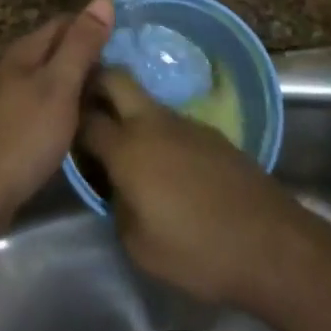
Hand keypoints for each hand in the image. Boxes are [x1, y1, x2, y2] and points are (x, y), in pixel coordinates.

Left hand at [0, 0, 115, 228]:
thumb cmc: (23, 136)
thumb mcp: (59, 86)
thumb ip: (81, 45)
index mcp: (25, 52)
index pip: (66, 22)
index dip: (96, 28)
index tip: (128, 44)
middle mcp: (14, 69)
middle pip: (58, 51)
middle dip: (90, 58)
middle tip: (128, 75)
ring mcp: (9, 100)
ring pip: (52, 80)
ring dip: (80, 85)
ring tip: (113, 99)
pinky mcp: (10, 128)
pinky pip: (45, 106)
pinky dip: (66, 109)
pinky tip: (83, 124)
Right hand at [78, 70, 315, 310]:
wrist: (270, 244)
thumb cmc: (197, 251)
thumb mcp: (138, 244)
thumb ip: (117, 204)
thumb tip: (117, 185)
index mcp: (128, 149)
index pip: (85, 119)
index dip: (68, 121)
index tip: (60, 129)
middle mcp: (154, 123)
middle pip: (116, 79)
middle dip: (94, 82)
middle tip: (83, 106)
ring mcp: (186, 123)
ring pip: (145, 100)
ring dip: (128, 109)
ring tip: (122, 141)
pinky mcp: (211, 133)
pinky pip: (171, 120)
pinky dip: (156, 130)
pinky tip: (162, 161)